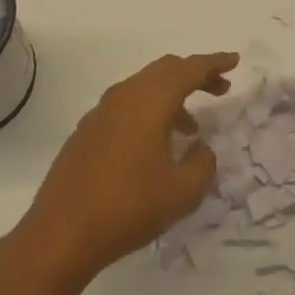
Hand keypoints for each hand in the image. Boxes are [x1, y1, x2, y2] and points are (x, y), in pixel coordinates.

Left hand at [14, 52, 236, 285]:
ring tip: (192, 127)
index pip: (189, 69)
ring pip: (145, 88)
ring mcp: (102, 111)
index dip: (214, 63)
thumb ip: (202, 163)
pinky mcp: (87, 131)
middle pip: (166, 70)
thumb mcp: (182, 192)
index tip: (234, 62)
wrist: (61, 233)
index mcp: (150, 100)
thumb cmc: (128, 207)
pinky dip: (150, 112)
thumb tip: (199, 147)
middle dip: (195, 75)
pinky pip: (127, 106)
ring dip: (172, 97)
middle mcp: (125, 95)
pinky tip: (156, 144)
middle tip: (220, 88)